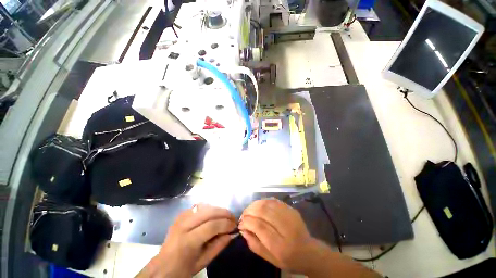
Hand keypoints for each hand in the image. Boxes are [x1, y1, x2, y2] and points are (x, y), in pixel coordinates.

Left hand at [137, 204, 236, 277]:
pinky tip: (213, 215)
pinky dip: (209, 208)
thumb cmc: (183, 269)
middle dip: (224, 213)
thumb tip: (232, 233)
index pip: (211, 226)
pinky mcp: (181, 214)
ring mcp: (181, 217)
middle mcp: (184, 225)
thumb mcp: (203, 262)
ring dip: (218, 209)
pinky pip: (199, 206)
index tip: (235, 225)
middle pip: (209, 212)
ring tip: (225, 216)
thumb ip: (219, 245)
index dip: (226, 224)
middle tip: (233, 218)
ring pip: (205, 206)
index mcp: (188, 242)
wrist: (162, 267)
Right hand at [238, 198, 320, 274]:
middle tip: (243, 215)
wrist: (309, 252)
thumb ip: (254, 244)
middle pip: (263, 211)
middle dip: (249, 211)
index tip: (240, 223)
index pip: (259, 226)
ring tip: (249, 209)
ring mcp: (290, 215)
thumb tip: (242, 229)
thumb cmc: (288, 259)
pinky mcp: (291, 209)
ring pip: (268, 203)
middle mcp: (286, 227)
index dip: (247, 221)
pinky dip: (263, 201)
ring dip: (255, 204)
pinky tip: (259, 205)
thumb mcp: (269, 259)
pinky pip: (273, 200)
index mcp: (280, 245)